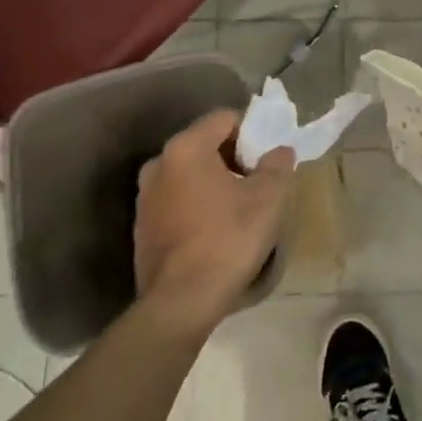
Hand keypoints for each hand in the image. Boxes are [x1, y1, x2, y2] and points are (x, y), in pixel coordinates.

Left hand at [134, 110, 294, 334]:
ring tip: (239, 208)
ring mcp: (145, 196)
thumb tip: (279, 150)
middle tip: (259, 182)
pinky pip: (176, 200)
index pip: (224, 118)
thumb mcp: (268, 199)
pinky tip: (215, 230)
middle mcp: (158, 163)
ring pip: (189, 174)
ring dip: (214, 182)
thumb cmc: (228, 239)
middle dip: (234, 157)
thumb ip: (277, 165)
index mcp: (186, 148)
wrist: (181, 302)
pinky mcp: (142, 226)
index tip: (269, 155)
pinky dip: (197, 205)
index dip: (252, 131)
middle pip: (204, 145)